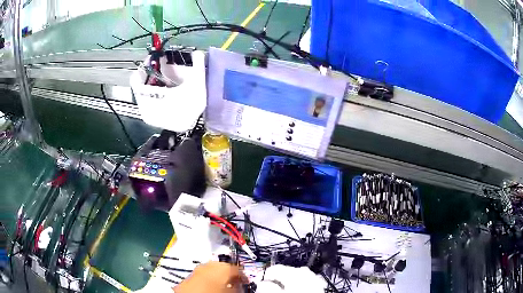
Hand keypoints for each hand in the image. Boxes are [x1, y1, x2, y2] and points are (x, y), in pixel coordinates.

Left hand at [173, 261, 248, 292]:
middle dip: (230, 274)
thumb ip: (236, 287)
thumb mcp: (230, 292)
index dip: (243, 276)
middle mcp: (209, 265)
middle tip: (235, 283)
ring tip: (224, 285)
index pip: (237, 269)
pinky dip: (209, 278)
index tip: (246, 282)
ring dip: (219, 276)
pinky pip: (203, 274)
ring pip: (212, 269)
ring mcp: (198, 270)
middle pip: (223, 267)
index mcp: (222, 268)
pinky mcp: (189, 276)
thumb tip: (238, 286)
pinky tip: (211, 286)